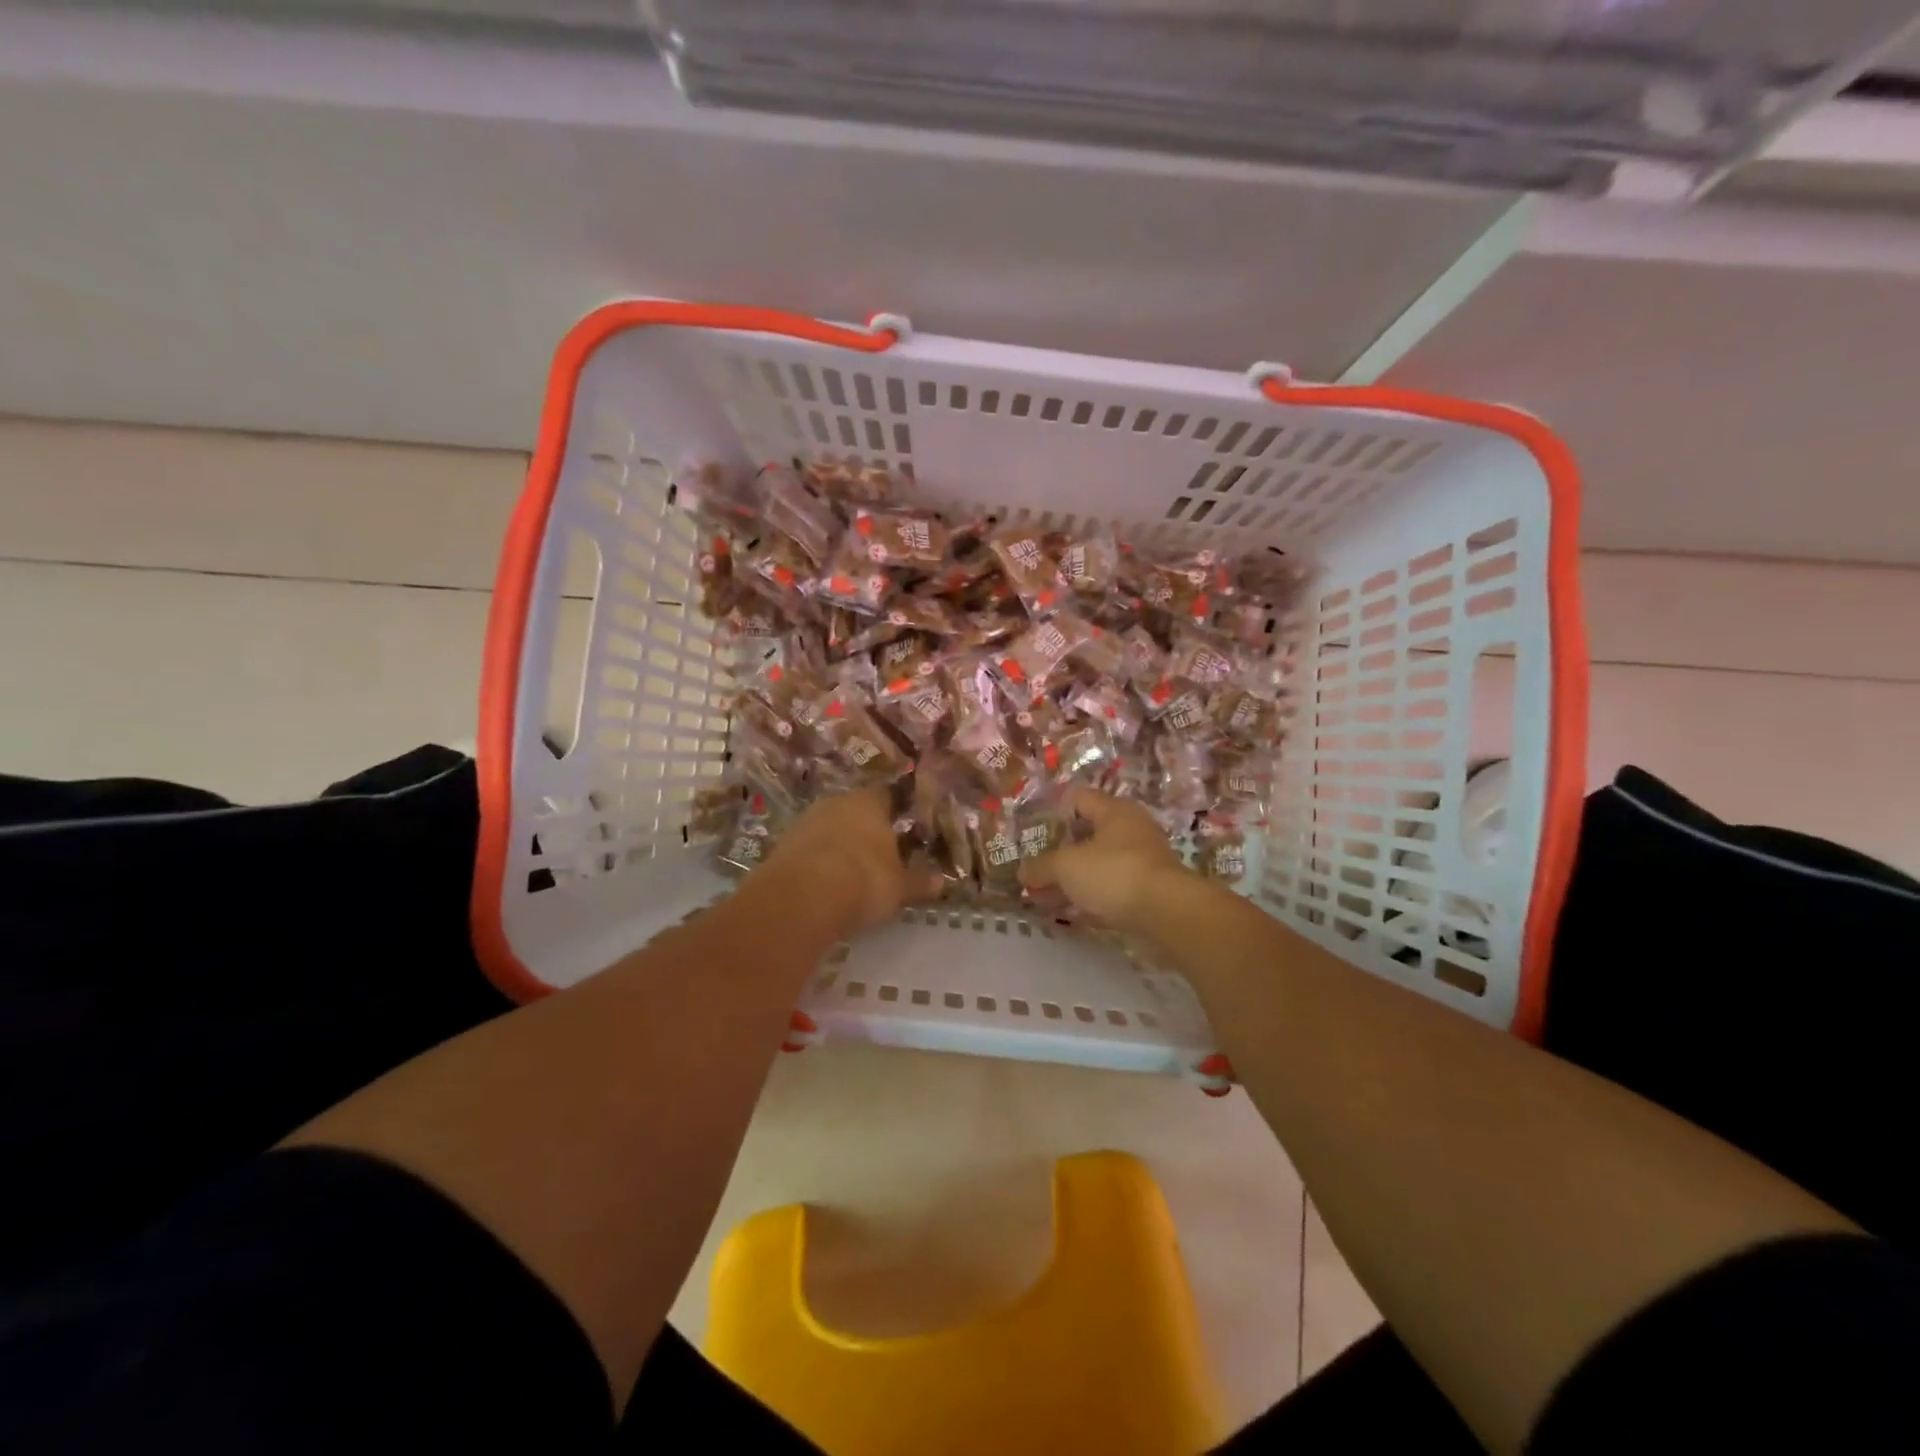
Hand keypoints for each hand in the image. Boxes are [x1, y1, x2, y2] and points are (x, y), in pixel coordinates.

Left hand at [761, 787, 943, 934]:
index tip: (907, 827)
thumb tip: (942, 881)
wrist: (802, 896)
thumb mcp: (900, 886)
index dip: (899, 810)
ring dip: (840, 844)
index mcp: (870, 802)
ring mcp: (805, 821)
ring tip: (853, 871)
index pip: (889, 795)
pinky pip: (809, 849)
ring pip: (830, 827)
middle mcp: (836, 802)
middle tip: (882, 852)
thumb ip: (920, 882)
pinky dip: (819, 861)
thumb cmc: (864, 879)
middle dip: (868, 829)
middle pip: (856, 810)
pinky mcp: (782, 844)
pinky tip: (826, 882)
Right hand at [1020, 789, 1193, 933]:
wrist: (1167, 914)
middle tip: (1036, 864)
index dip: (1053, 810)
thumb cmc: (1114, 874)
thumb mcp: (1066, 866)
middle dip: (1061, 850)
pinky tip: (1073, 910)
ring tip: (1047, 892)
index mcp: (1114, 811)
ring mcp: (1143, 860)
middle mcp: (1132, 829)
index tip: (1031, 829)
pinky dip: (1092, 895)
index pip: (1078, 798)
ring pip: (1099, 862)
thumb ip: (1041, 866)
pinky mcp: (1149, 889)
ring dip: (1075, 876)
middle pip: (1089, 833)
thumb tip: (1022, 871)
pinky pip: (1112, 886)